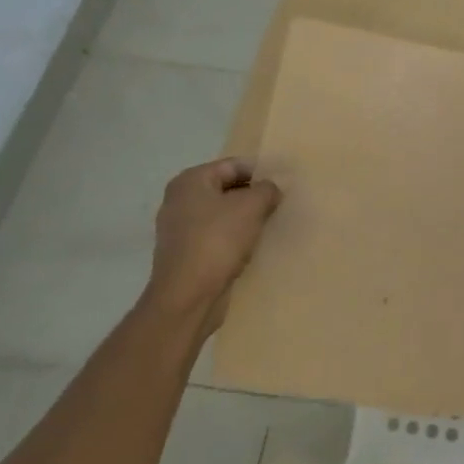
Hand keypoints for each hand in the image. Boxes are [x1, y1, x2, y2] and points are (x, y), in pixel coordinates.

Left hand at [145, 159, 282, 330]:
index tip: (284, 184)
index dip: (261, 172)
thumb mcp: (251, 207)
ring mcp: (180, 229)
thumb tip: (272, 189)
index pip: (233, 165)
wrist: (187, 298)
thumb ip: (267, 190)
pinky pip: (216, 237)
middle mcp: (180, 200)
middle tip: (281, 204)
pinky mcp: (185, 254)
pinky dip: (235, 239)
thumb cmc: (217, 241)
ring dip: (246, 219)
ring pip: (223, 215)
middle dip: (254, 196)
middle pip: (227, 189)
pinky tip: (253, 247)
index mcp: (190, 181)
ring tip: (271, 225)